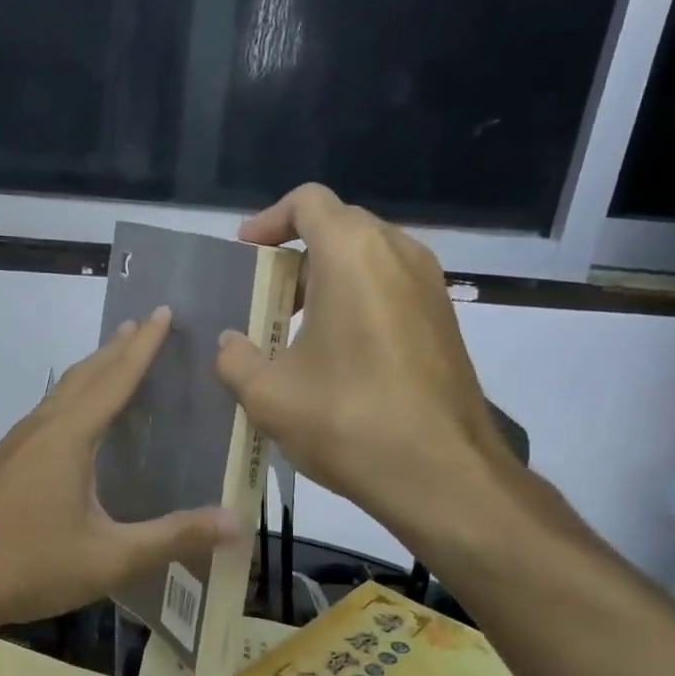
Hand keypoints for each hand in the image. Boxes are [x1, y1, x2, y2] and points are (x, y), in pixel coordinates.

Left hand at [0, 308, 242, 630]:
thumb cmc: (27, 564)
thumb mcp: (109, 558)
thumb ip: (172, 537)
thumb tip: (236, 521)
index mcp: (68, 436)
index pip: (115, 379)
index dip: (143, 346)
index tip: (163, 312)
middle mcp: (42, 428)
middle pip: (85, 375)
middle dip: (118, 347)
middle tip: (145, 323)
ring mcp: (17, 445)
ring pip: (62, 392)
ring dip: (93, 370)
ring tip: (115, 358)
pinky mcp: (5, 465)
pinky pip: (49, 413)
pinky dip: (74, 398)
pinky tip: (76, 421)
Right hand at [214, 183, 522, 547]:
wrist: (441, 473)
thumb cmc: (347, 420)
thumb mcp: (268, 395)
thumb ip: (235, 358)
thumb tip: (229, 342)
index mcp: (353, 254)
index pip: (308, 202)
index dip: (269, 220)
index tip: (245, 253)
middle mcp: (399, 254)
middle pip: (341, 226)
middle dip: (297, 252)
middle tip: (265, 295)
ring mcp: (430, 286)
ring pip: (370, 258)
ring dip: (329, 278)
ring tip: (296, 325)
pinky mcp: (445, 320)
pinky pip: (392, 287)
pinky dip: (359, 300)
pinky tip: (337, 352)